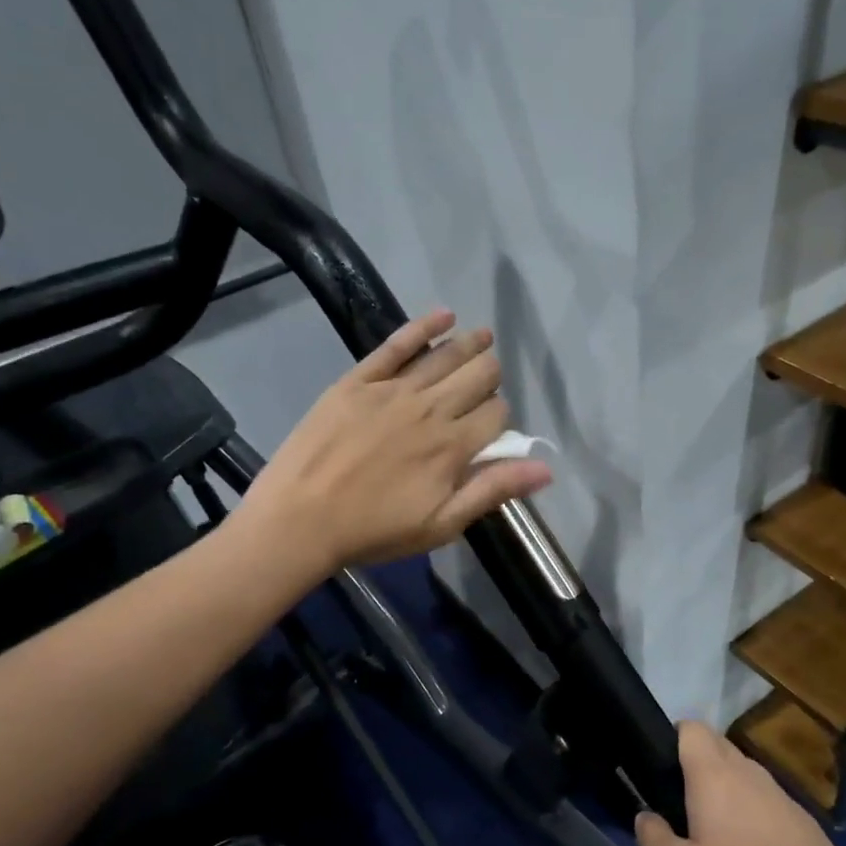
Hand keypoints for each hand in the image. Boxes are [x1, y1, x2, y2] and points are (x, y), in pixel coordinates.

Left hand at [241, 309, 551, 571]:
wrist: (299, 520)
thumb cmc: (374, 531)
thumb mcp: (441, 525)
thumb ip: (492, 491)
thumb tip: (546, 469)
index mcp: (453, 447)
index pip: (497, 415)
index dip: (501, 417)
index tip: (491, 429)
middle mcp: (431, 409)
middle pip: (479, 376)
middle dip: (491, 375)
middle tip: (487, 381)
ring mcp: (394, 390)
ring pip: (446, 355)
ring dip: (471, 344)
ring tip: (484, 337)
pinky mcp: (359, 380)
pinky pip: (397, 343)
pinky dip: (424, 325)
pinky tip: (444, 314)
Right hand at [635, 722, 845, 845]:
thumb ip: (653, 841)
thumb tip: (645, 818)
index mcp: (713, 774)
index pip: (692, 727)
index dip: (674, 736)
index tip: (662, 767)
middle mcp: (747, 771)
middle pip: (717, 745)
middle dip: (697, 761)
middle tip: (682, 802)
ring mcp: (779, 793)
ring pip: (744, 772)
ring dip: (727, 787)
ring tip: (716, 829)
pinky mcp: (802, 818)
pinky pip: (766, 799)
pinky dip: (753, 811)